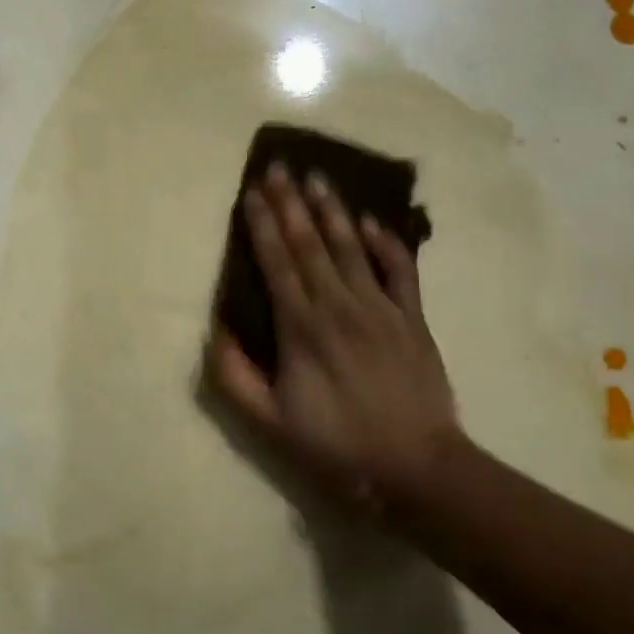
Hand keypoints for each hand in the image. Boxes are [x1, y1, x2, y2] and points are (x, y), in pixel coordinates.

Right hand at [208, 164, 460, 504]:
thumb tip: (216, 328)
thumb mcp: (270, 422)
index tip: (251, 191)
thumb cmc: (337, 444)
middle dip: (291, 202)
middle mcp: (338, 305)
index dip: (262, 224)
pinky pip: (400, 269)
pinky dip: (386, 242)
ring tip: (318, 177)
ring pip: (351, 246)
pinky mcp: (412, 317)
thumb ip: (235, 375)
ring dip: (332, 210)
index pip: (277, 262)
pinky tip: (371, 221)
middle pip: (310, 243)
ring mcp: (380, 307)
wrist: (417, 466)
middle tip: (279, 166)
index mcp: (301, 327)